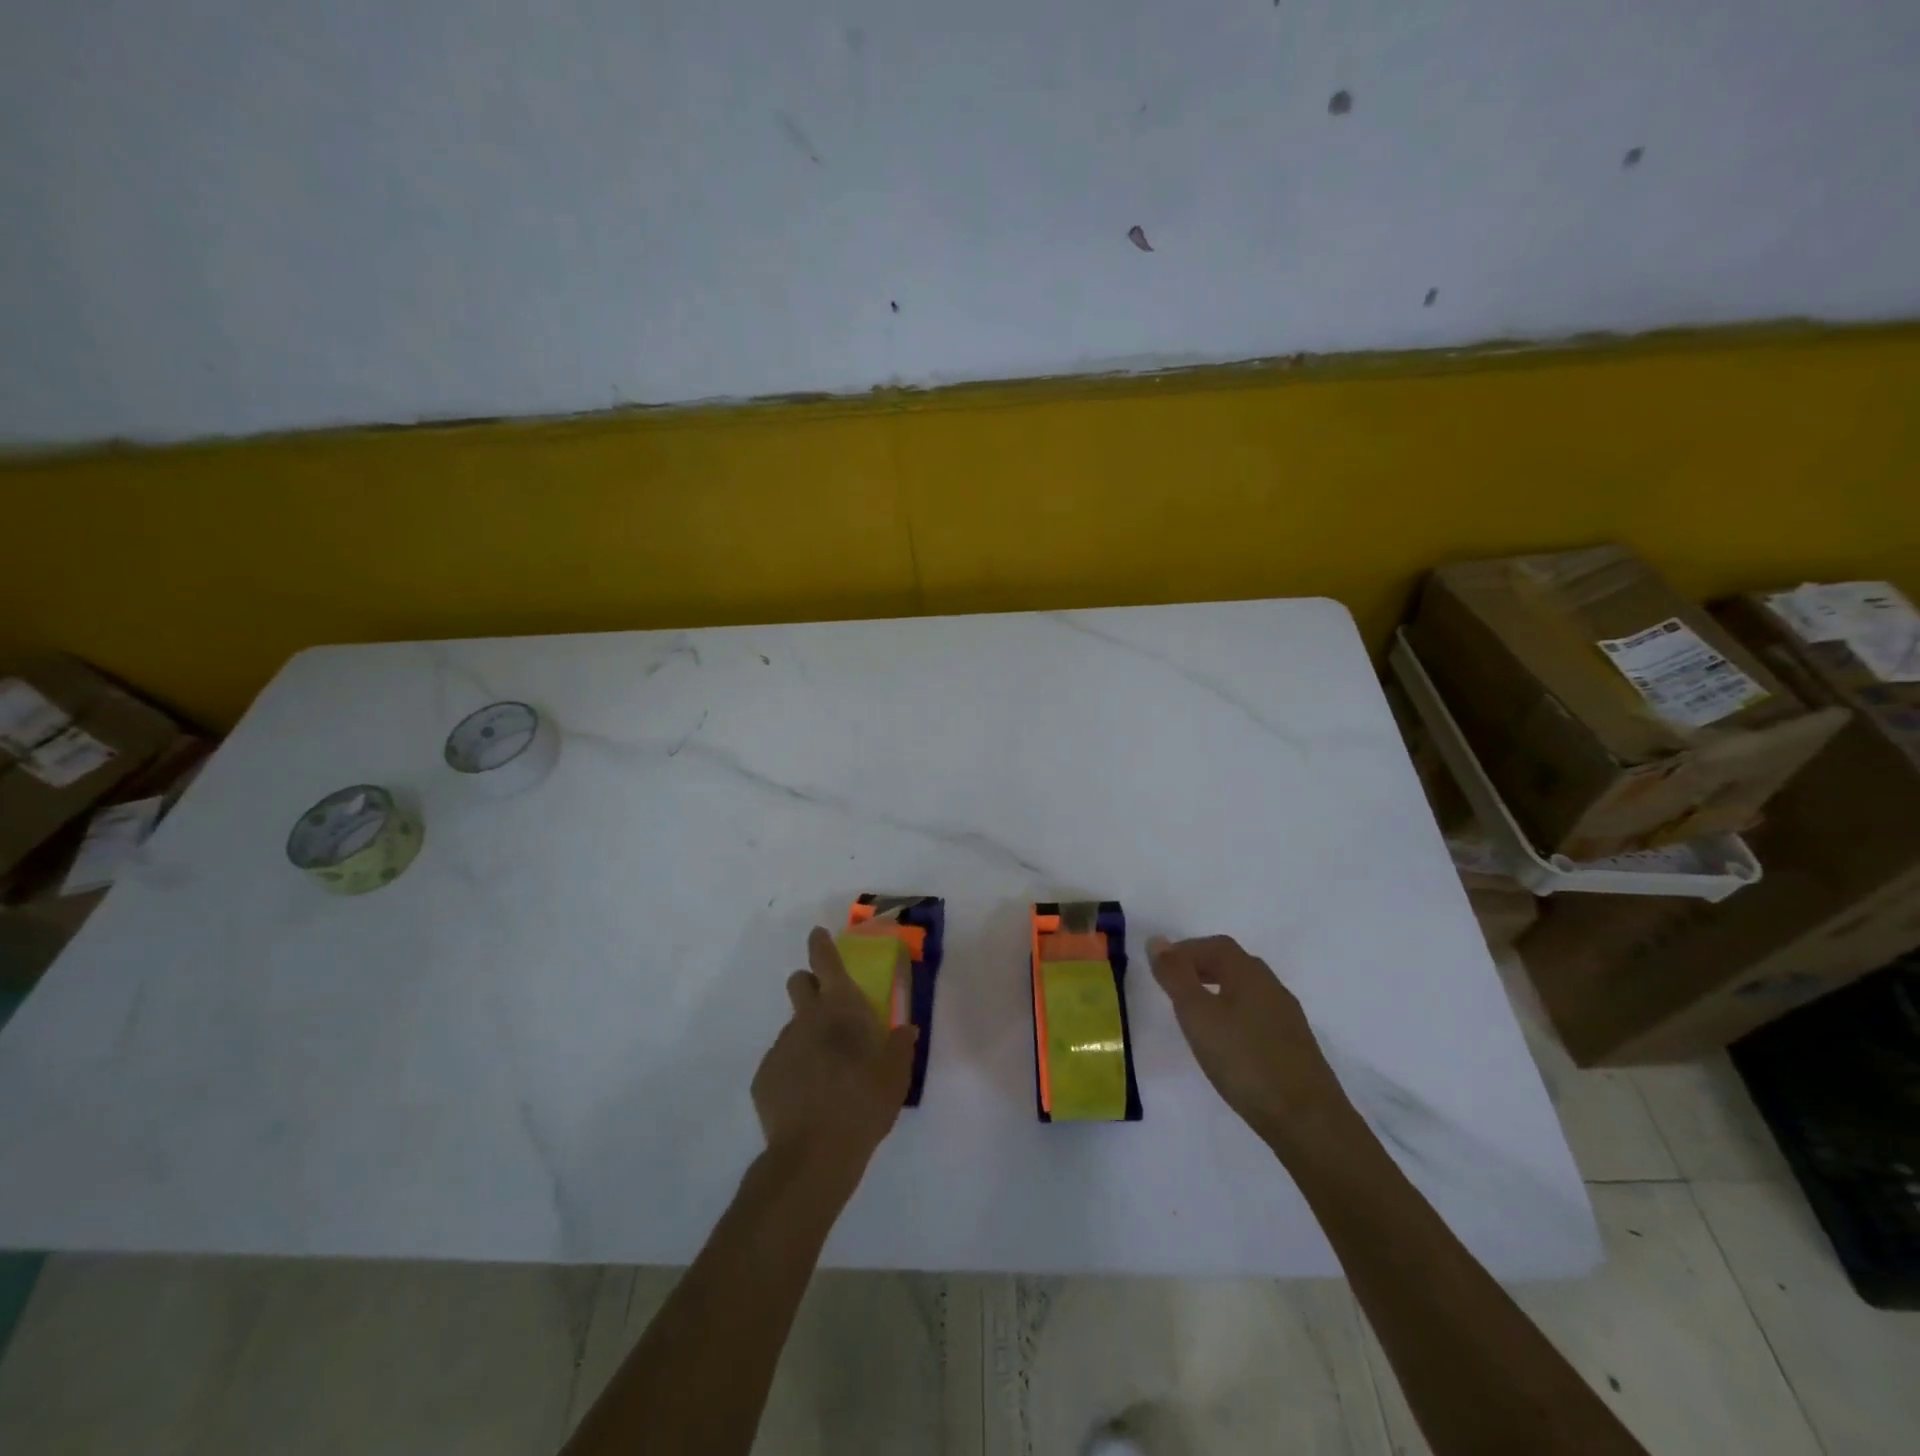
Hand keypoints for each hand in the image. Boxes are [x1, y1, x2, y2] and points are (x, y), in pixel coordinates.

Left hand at [751, 927, 917, 1185]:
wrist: (814, 1153)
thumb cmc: (865, 1103)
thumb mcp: (896, 1074)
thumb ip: (900, 1046)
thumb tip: (903, 1030)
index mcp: (841, 1008)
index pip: (826, 961)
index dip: (821, 945)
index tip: (818, 935)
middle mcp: (807, 1018)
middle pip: (799, 983)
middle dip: (809, 985)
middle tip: (827, 1008)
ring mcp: (781, 1046)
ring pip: (793, 1027)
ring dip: (806, 1036)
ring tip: (825, 1073)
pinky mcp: (763, 1077)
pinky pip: (781, 1062)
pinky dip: (794, 1070)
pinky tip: (807, 1098)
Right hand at [1148, 934, 1350, 1149]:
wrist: (1307, 1121)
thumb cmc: (1244, 1060)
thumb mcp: (1197, 1015)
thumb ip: (1175, 976)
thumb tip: (1157, 940)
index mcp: (1249, 974)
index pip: (1215, 945)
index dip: (1186, 950)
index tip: (1161, 968)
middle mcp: (1272, 987)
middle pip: (1234, 964)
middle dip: (1201, 968)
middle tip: (1174, 987)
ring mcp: (1288, 1018)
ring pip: (1247, 992)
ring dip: (1218, 992)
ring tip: (1195, 1016)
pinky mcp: (1294, 1047)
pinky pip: (1258, 1016)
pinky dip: (1235, 1016)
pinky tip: (1226, 1044)